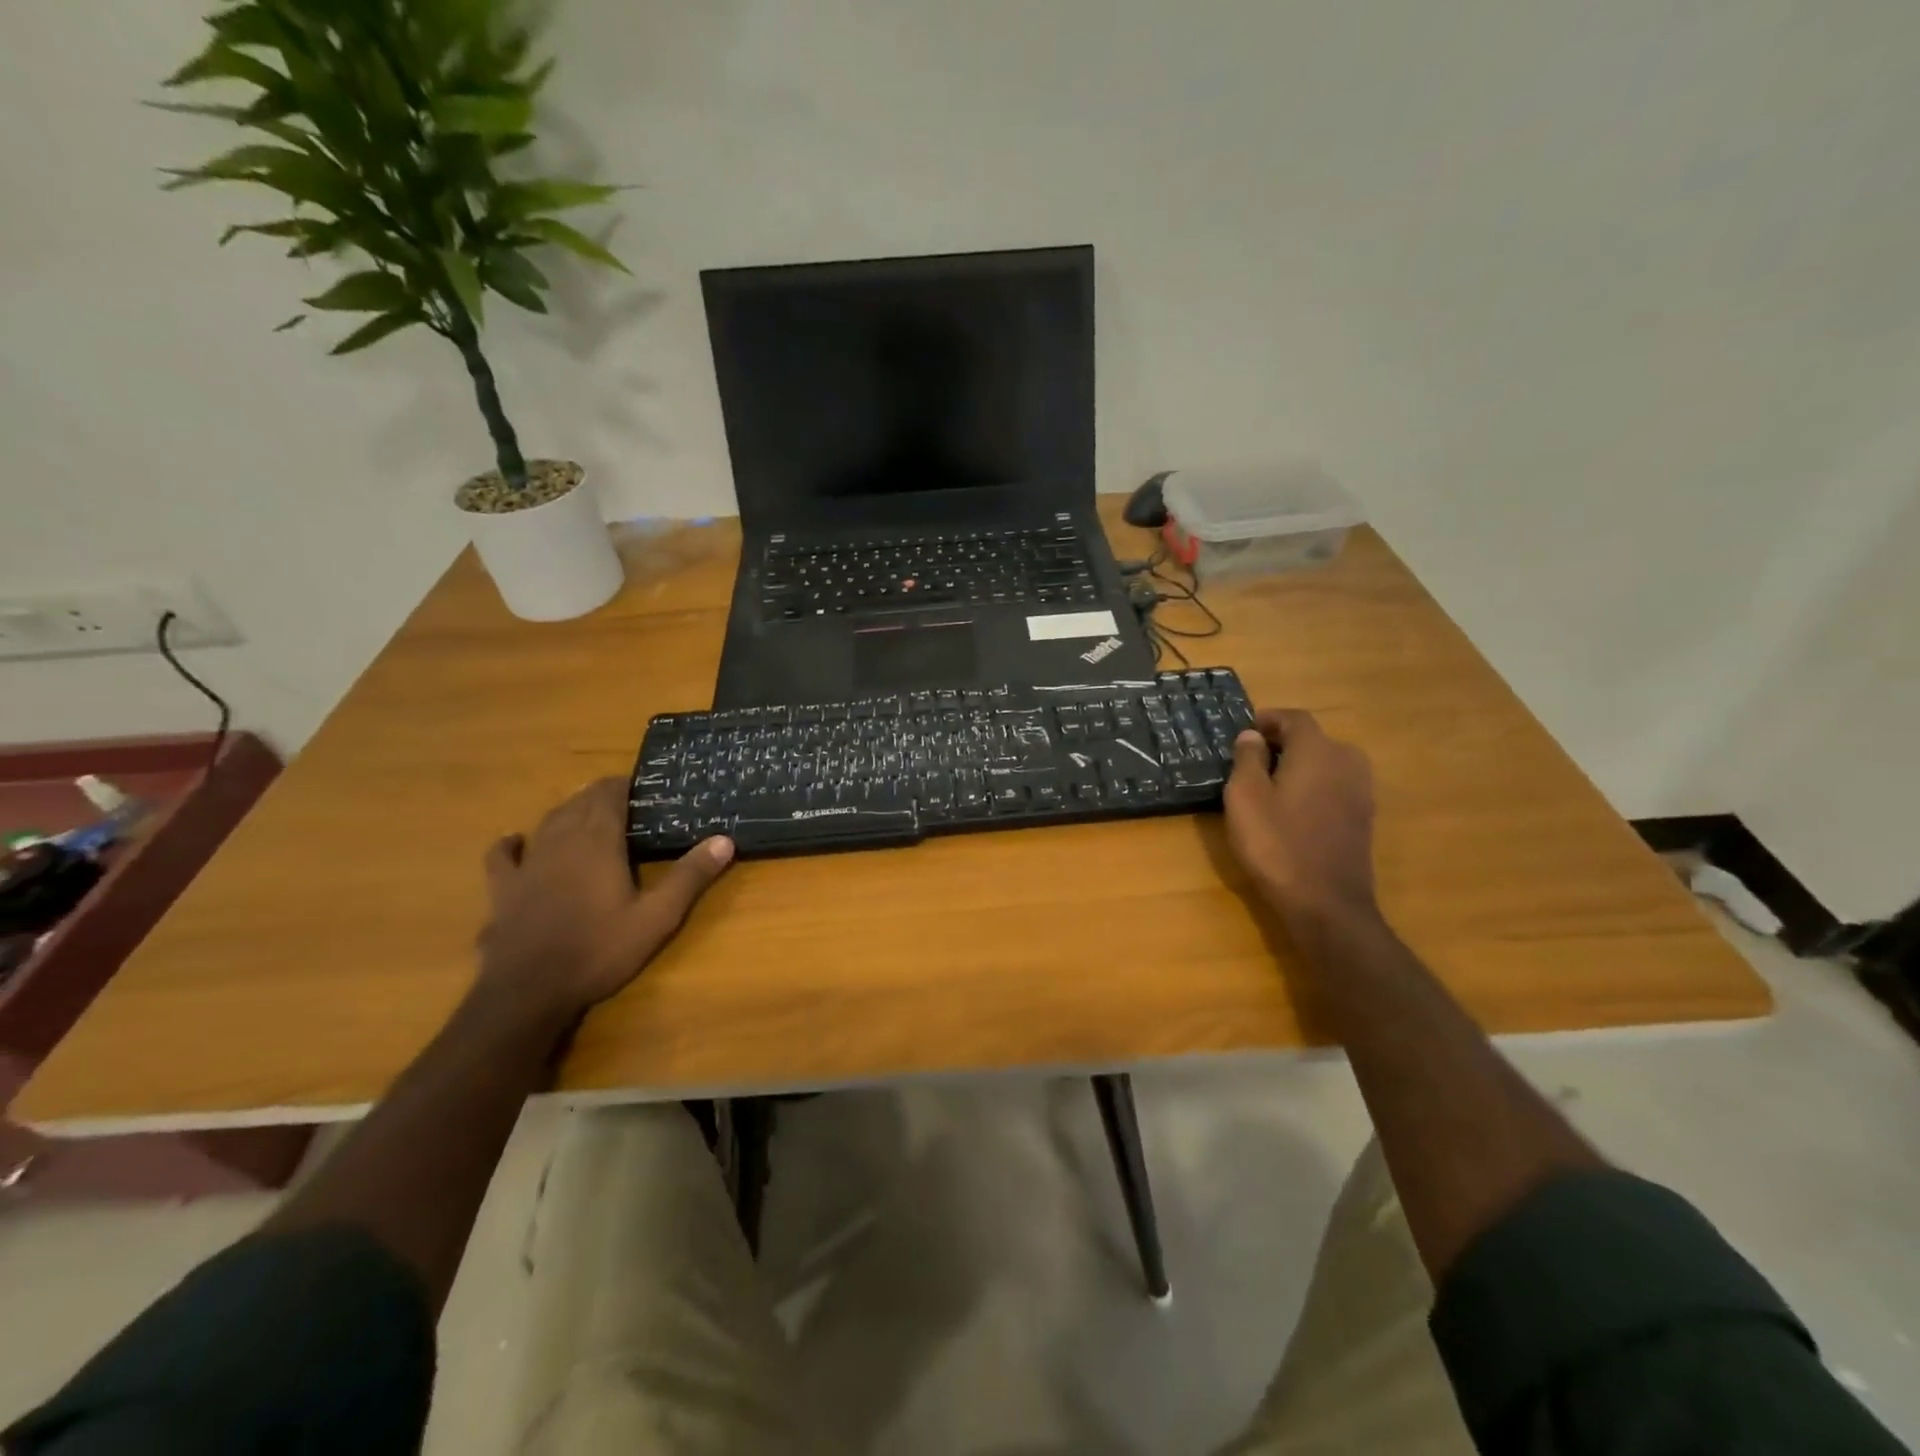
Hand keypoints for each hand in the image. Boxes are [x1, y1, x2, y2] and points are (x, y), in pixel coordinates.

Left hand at [473, 779, 732, 1031]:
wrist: (530, 990)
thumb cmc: (600, 949)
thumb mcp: (657, 917)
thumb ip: (689, 876)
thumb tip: (725, 840)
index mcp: (598, 841)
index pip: (609, 795)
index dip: (625, 785)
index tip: (644, 785)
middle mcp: (560, 841)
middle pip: (580, 802)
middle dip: (601, 795)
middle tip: (626, 801)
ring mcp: (528, 863)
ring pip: (548, 822)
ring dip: (568, 812)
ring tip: (586, 813)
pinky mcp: (504, 888)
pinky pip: (503, 855)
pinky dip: (512, 843)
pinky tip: (517, 842)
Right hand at [1223, 710, 1378, 921]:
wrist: (1325, 902)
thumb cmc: (1276, 843)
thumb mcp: (1245, 797)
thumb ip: (1247, 759)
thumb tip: (1252, 735)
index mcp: (1318, 750)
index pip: (1295, 718)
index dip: (1268, 719)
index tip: (1245, 731)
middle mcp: (1347, 761)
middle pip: (1313, 739)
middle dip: (1283, 743)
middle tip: (1252, 760)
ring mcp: (1361, 790)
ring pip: (1326, 763)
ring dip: (1300, 766)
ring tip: (1270, 785)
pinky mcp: (1364, 817)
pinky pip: (1334, 786)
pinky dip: (1314, 787)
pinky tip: (1293, 810)